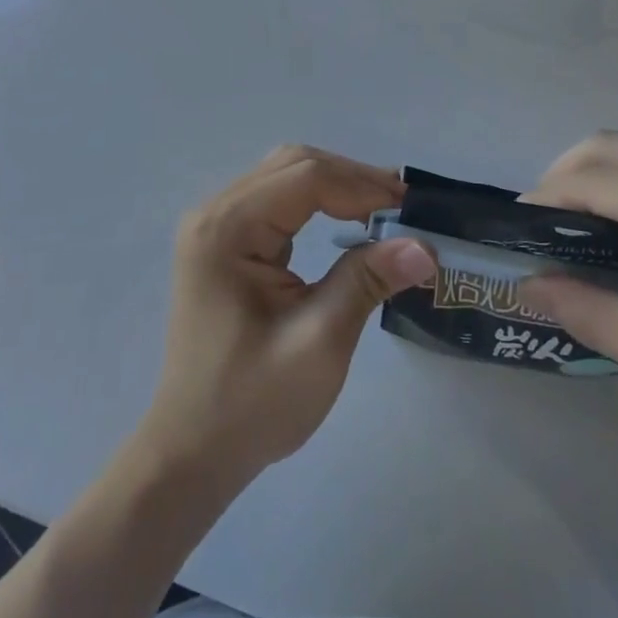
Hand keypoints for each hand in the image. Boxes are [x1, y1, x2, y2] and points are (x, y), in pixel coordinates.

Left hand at [137, 146, 436, 489]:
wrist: (192, 452)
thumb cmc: (252, 404)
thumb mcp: (319, 342)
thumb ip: (367, 281)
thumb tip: (424, 245)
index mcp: (227, 229)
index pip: (305, 178)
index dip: (362, 186)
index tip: (412, 208)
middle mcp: (215, 212)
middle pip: (294, 165)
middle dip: (352, 179)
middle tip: (403, 206)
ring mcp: (216, 225)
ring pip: (286, 176)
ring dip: (337, 186)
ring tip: (385, 209)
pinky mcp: (224, 241)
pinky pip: (277, 201)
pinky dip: (317, 201)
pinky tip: (347, 219)